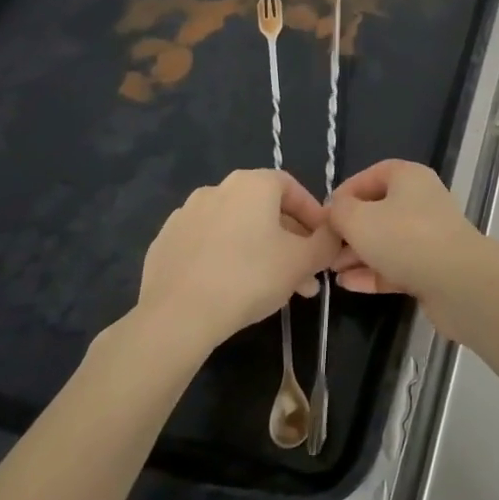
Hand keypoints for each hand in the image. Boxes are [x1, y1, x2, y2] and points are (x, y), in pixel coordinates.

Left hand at [134, 169, 337, 348]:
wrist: (176, 316)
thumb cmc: (250, 277)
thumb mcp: (304, 261)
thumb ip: (327, 242)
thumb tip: (333, 233)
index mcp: (252, 183)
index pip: (293, 188)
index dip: (313, 216)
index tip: (322, 244)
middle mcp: (218, 189)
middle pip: (265, 211)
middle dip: (289, 241)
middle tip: (303, 274)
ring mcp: (186, 215)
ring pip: (237, 229)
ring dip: (260, 251)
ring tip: (273, 288)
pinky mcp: (165, 243)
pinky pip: (207, 245)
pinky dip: (225, 258)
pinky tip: (233, 288)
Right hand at [327, 160, 487, 334]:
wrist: (457, 281)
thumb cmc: (404, 238)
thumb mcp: (358, 219)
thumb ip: (339, 211)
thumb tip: (336, 211)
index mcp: (409, 178)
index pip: (373, 175)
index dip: (346, 191)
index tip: (324, 214)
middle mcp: (421, 201)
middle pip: (378, 210)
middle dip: (349, 229)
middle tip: (325, 248)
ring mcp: (428, 235)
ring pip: (386, 240)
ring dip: (357, 254)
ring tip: (331, 270)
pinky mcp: (431, 266)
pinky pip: (395, 265)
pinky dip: (372, 273)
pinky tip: (347, 285)